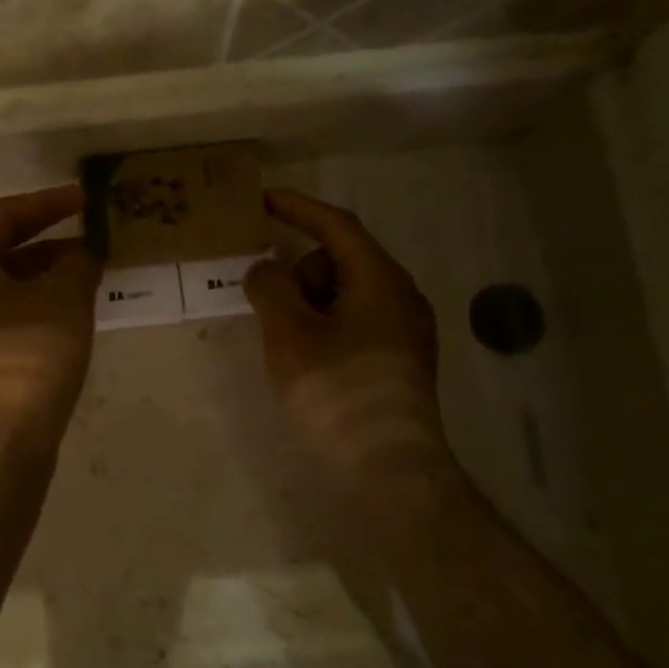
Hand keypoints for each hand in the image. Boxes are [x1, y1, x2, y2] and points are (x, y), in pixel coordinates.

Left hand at [0, 185, 101, 455]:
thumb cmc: (26, 355)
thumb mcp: (64, 298)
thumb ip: (78, 263)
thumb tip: (84, 252)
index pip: (3, 215)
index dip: (49, 203)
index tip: (86, 201)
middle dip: (48, 242)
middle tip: (90, 240)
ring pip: (2, 286)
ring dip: (44, 276)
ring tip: (87, 276)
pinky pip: (2, 315)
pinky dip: (34, 305)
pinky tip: (67, 315)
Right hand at [244, 189, 452, 482]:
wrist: (389, 466)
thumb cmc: (336, 391)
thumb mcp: (290, 333)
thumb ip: (270, 288)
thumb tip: (264, 269)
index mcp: (380, 279)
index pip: (337, 226)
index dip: (298, 208)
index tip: (263, 200)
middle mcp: (401, 296)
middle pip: (340, 262)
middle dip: (299, 273)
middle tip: (269, 306)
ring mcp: (405, 331)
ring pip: (346, 295)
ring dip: (310, 304)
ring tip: (288, 345)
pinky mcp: (399, 361)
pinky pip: (355, 323)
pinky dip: (324, 326)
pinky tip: (308, 359)